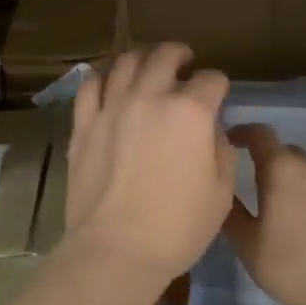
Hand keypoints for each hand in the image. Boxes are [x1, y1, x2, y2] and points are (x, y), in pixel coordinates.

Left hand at [65, 43, 234, 286]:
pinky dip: (103, 76)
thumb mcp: (221, 193)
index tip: (218, 95)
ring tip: (147, 66)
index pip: (211, 79)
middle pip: (164, 56)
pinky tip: (109, 82)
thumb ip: (220, 149)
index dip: (219, 85)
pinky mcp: (84, 122)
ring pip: (125, 62)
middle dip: (179, 55)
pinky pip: (90, 85)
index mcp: (190, 112)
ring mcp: (112, 107)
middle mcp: (150, 97)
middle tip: (183, 62)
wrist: (116, 249)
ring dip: (142, 58)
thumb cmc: (178, 228)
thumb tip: (210, 129)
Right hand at [225, 123, 305, 304]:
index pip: (260, 133)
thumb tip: (220, 192)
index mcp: (282, 169)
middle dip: (265, 160)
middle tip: (249, 183)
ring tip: (277, 208)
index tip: (227, 142)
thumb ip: (231, 214)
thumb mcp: (249, 246)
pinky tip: (305, 224)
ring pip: (305, 170)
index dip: (242, 132)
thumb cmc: (296, 266)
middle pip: (283, 151)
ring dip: (289, 180)